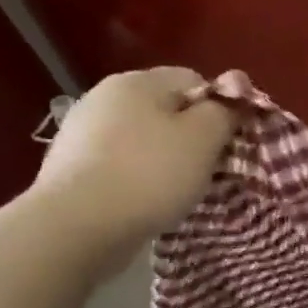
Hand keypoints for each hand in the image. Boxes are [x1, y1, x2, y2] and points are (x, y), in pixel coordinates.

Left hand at [27, 68, 239, 268]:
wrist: (76, 227)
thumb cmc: (150, 174)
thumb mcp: (204, 138)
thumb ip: (225, 110)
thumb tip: (236, 91)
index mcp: (138, 81)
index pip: (195, 80)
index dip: (219, 109)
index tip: (228, 143)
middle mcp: (105, 96)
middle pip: (167, 109)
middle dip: (192, 136)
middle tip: (208, 170)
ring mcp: (82, 132)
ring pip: (144, 139)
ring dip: (164, 159)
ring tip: (177, 191)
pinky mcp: (71, 167)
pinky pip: (121, 164)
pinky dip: (138, 178)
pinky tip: (145, 202)